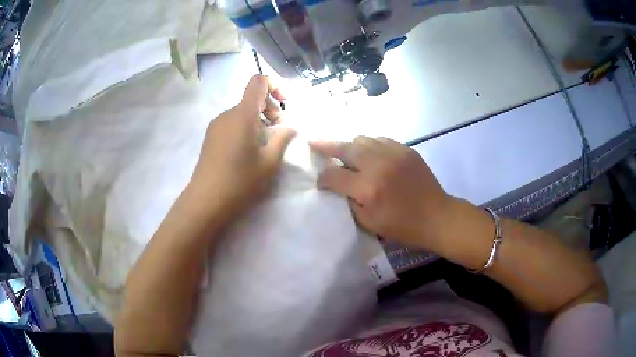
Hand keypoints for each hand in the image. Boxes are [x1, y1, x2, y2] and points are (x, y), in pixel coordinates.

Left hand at [189, 75, 296, 219]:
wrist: (206, 201)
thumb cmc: (240, 180)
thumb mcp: (270, 162)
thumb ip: (283, 138)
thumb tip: (290, 127)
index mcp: (242, 114)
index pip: (259, 81)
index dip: (276, 86)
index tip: (285, 104)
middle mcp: (227, 114)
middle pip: (252, 98)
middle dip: (270, 109)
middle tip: (279, 133)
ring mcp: (216, 125)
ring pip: (243, 112)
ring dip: (259, 122)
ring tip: (264, 147)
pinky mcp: (211, 137)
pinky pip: (233, 123)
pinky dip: (246, 129)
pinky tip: (248, 153)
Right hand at [311, 137, 449, 250]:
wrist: (437, 216)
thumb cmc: (403, 227)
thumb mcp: (369, 223)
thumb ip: (349, 202)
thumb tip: (337, 186)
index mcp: (368, 188)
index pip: (334, 175)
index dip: (322, 177)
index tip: (320, 181)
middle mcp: (378, 165)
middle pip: (345, 147)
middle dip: (326, 147)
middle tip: (314, 144)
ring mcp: (394, 153)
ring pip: (362, 139)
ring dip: (349, 146)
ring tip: (345, 154)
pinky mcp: (406, 149)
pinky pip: (380, 140)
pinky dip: (369, 146)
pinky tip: (370, 155)